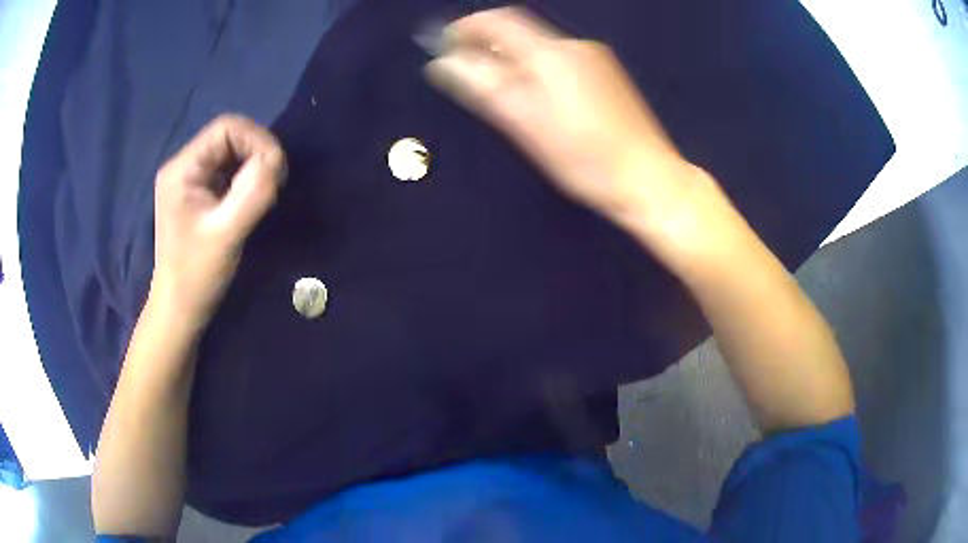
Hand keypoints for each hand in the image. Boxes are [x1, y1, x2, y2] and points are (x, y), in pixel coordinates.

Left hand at [151, 115, 285, 330]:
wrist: (179, 308)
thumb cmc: (196, 276)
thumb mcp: (226, 235)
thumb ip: (252, 194)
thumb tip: (276, 161)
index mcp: (182, 169)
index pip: (226, 128)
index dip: (257, 140)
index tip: (276, 170)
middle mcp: (183, 166)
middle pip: (229, 137)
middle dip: (257, 153)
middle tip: (274, 183)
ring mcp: (190, 180)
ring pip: (231, 153)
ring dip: (254, 167)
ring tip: (265, 193)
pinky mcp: (198, 194)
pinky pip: (228, 172)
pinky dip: (246, 179)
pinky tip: (252, 200)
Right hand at [425, 7, 694, 223]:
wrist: (646, 177)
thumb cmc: (586, 157)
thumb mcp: (526, 123)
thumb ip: (484, 87)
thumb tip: (444, 63)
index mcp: (551, 54)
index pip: (500, 21)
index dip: (467, 27)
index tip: (446, 42)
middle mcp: (575, 47)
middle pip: (521, 31)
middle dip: (487, 42)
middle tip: (464, 65)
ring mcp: (595, 59)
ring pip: (540, 46)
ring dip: (511, 56)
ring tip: (494, 82)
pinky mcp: (606, 75)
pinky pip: (559, 59)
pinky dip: (535, 66)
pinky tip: (533, 91)